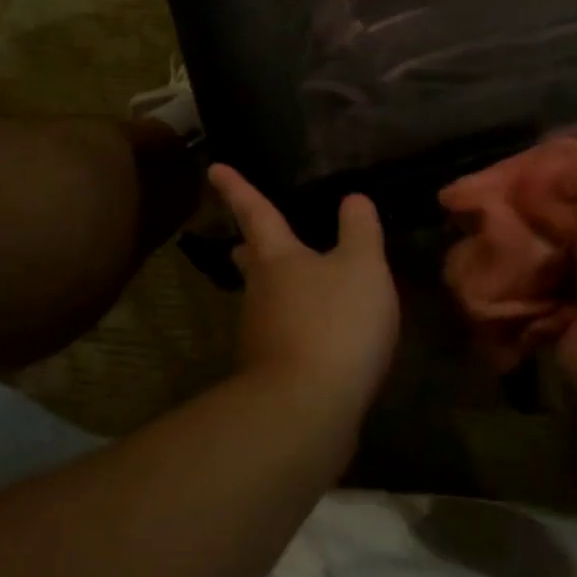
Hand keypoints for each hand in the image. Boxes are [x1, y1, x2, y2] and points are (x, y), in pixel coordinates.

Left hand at [208, 165, 399, 416]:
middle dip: (251, 245)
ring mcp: (260, 334)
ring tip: (300, 283)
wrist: (307, 409)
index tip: (213, 167)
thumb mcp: (363, 266)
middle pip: (252, 260)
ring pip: (264, 299)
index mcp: (277, 258)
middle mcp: (259, 291)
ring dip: (276, 287)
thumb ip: (360, 229)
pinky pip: (282, 335)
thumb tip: (352, 197)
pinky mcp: (270, 371)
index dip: (236, 187)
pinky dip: (294, 325)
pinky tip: (317, 333)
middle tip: (251, 236)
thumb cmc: (335, 322)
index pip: (255, 212)